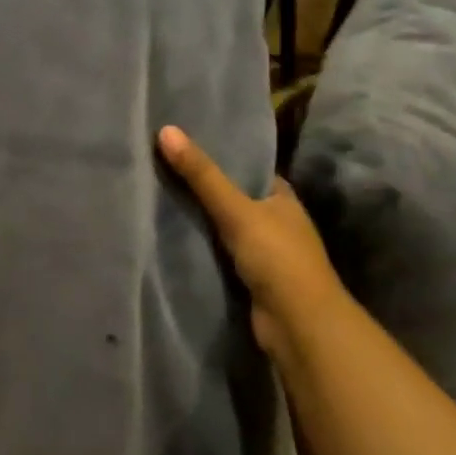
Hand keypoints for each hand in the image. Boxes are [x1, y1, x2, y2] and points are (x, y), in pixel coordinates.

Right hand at [158, 125, 347, 348]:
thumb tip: (166, 129)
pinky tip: (171, 235)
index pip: (248, 168)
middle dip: (202, 187)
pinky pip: (218, 252)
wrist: (299, 325)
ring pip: (224, 226)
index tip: (183, 143)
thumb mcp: (236, 209)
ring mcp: (264, 252)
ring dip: (199, 218)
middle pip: (233, 196)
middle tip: (159, 167)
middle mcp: (276, 221)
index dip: (219, 155)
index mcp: (282, 198)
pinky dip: (199, 245)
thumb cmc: (277, 257)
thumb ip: (201, 175)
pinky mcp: (250, 277)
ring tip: (156, 195)